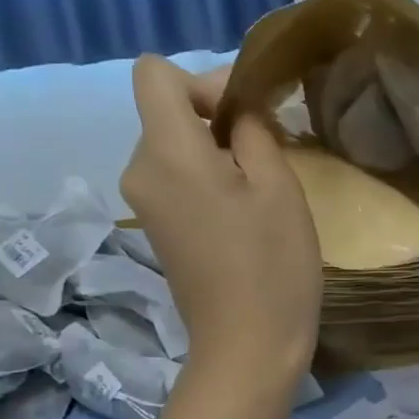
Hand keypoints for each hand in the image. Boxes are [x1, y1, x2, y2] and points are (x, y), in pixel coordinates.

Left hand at [120, 56, 321, 387]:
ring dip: (216, 150)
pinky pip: (175, 177)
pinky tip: (243, 212)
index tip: (244, 115)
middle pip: (166, 111)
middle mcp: (140, 170)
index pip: (154, 74)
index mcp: (167, 152)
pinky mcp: (156, 228)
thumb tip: (238, 111)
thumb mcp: (278, 186)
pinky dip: (207, 178)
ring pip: (174, 145)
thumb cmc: (272, 263)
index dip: (202, 81)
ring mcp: (144, 203)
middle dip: (216, 116)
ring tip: (262, 186)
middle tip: (270, 150)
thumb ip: (253, 131)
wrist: (248, 345)